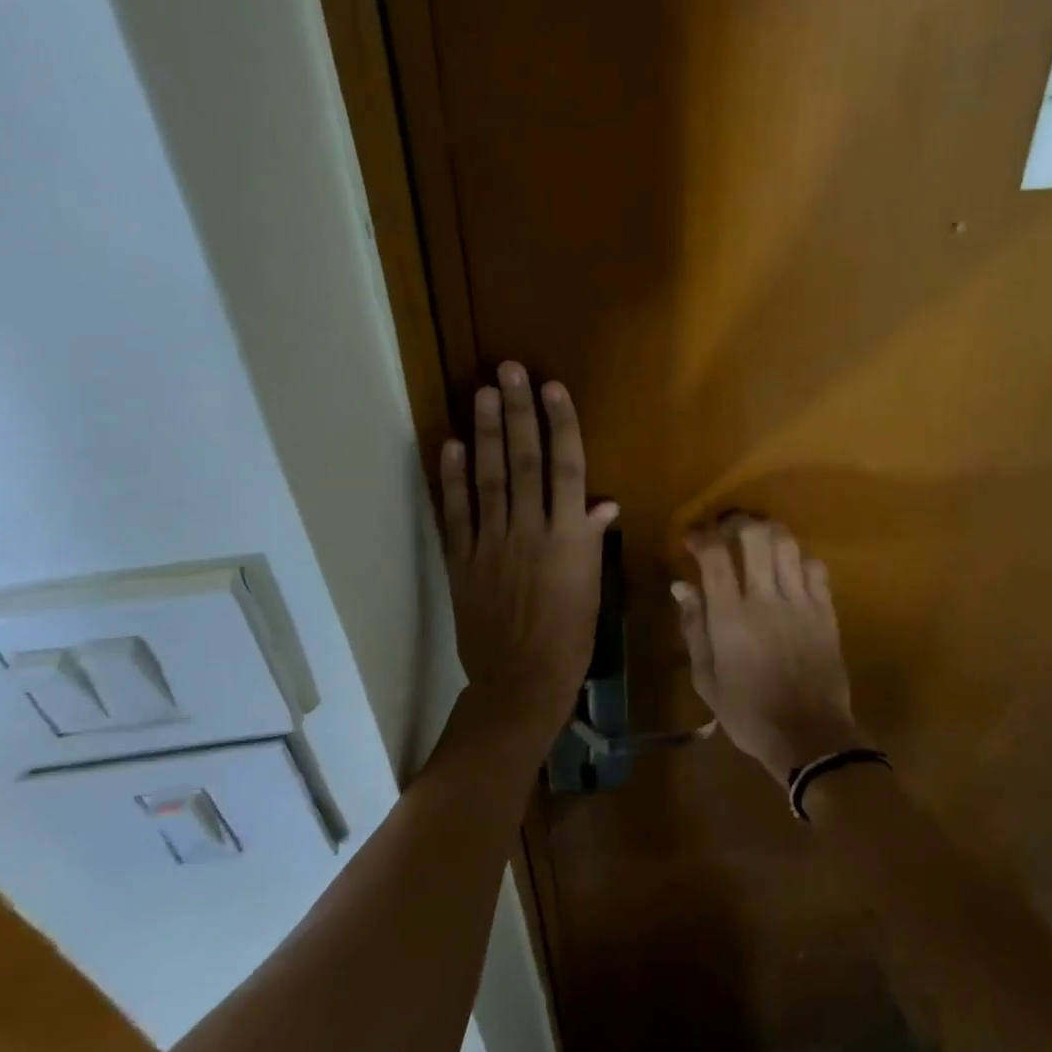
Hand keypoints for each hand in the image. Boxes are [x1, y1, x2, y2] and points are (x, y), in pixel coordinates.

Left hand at [439, 363, 618, 741]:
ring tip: (482, 393)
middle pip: (524, 462)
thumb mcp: (591, 587)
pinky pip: (456, 514)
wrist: (520, 681)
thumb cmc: (569, 637)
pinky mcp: (462, 561)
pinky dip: (452, 479)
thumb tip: (603, 502)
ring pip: (488, 478)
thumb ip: (591, 540)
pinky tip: (449, 445)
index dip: (560, 425)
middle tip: (510, 370)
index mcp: (568, 537)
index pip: (567, 468)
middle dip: (518, 413)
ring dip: (484, 433)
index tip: (552, 388)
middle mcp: (530, 530)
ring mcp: (491, 543)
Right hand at [676, 517, 867, 785]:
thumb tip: (682, 587)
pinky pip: (816, 568)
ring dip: (770, 534)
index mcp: (731, 617)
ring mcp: (801, 602)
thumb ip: (694, 628)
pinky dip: (799, 560)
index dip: (701, 536)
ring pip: (788, 545)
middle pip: (756, 536)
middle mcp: (767, 599)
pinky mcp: (827, 611)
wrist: (809, 736)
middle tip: (728, 528)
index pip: (715, 556)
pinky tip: (790, 571)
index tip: (692, 537)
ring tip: (759, 541)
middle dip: (738, 523)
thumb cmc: (749, 713)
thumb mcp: (707, 679)